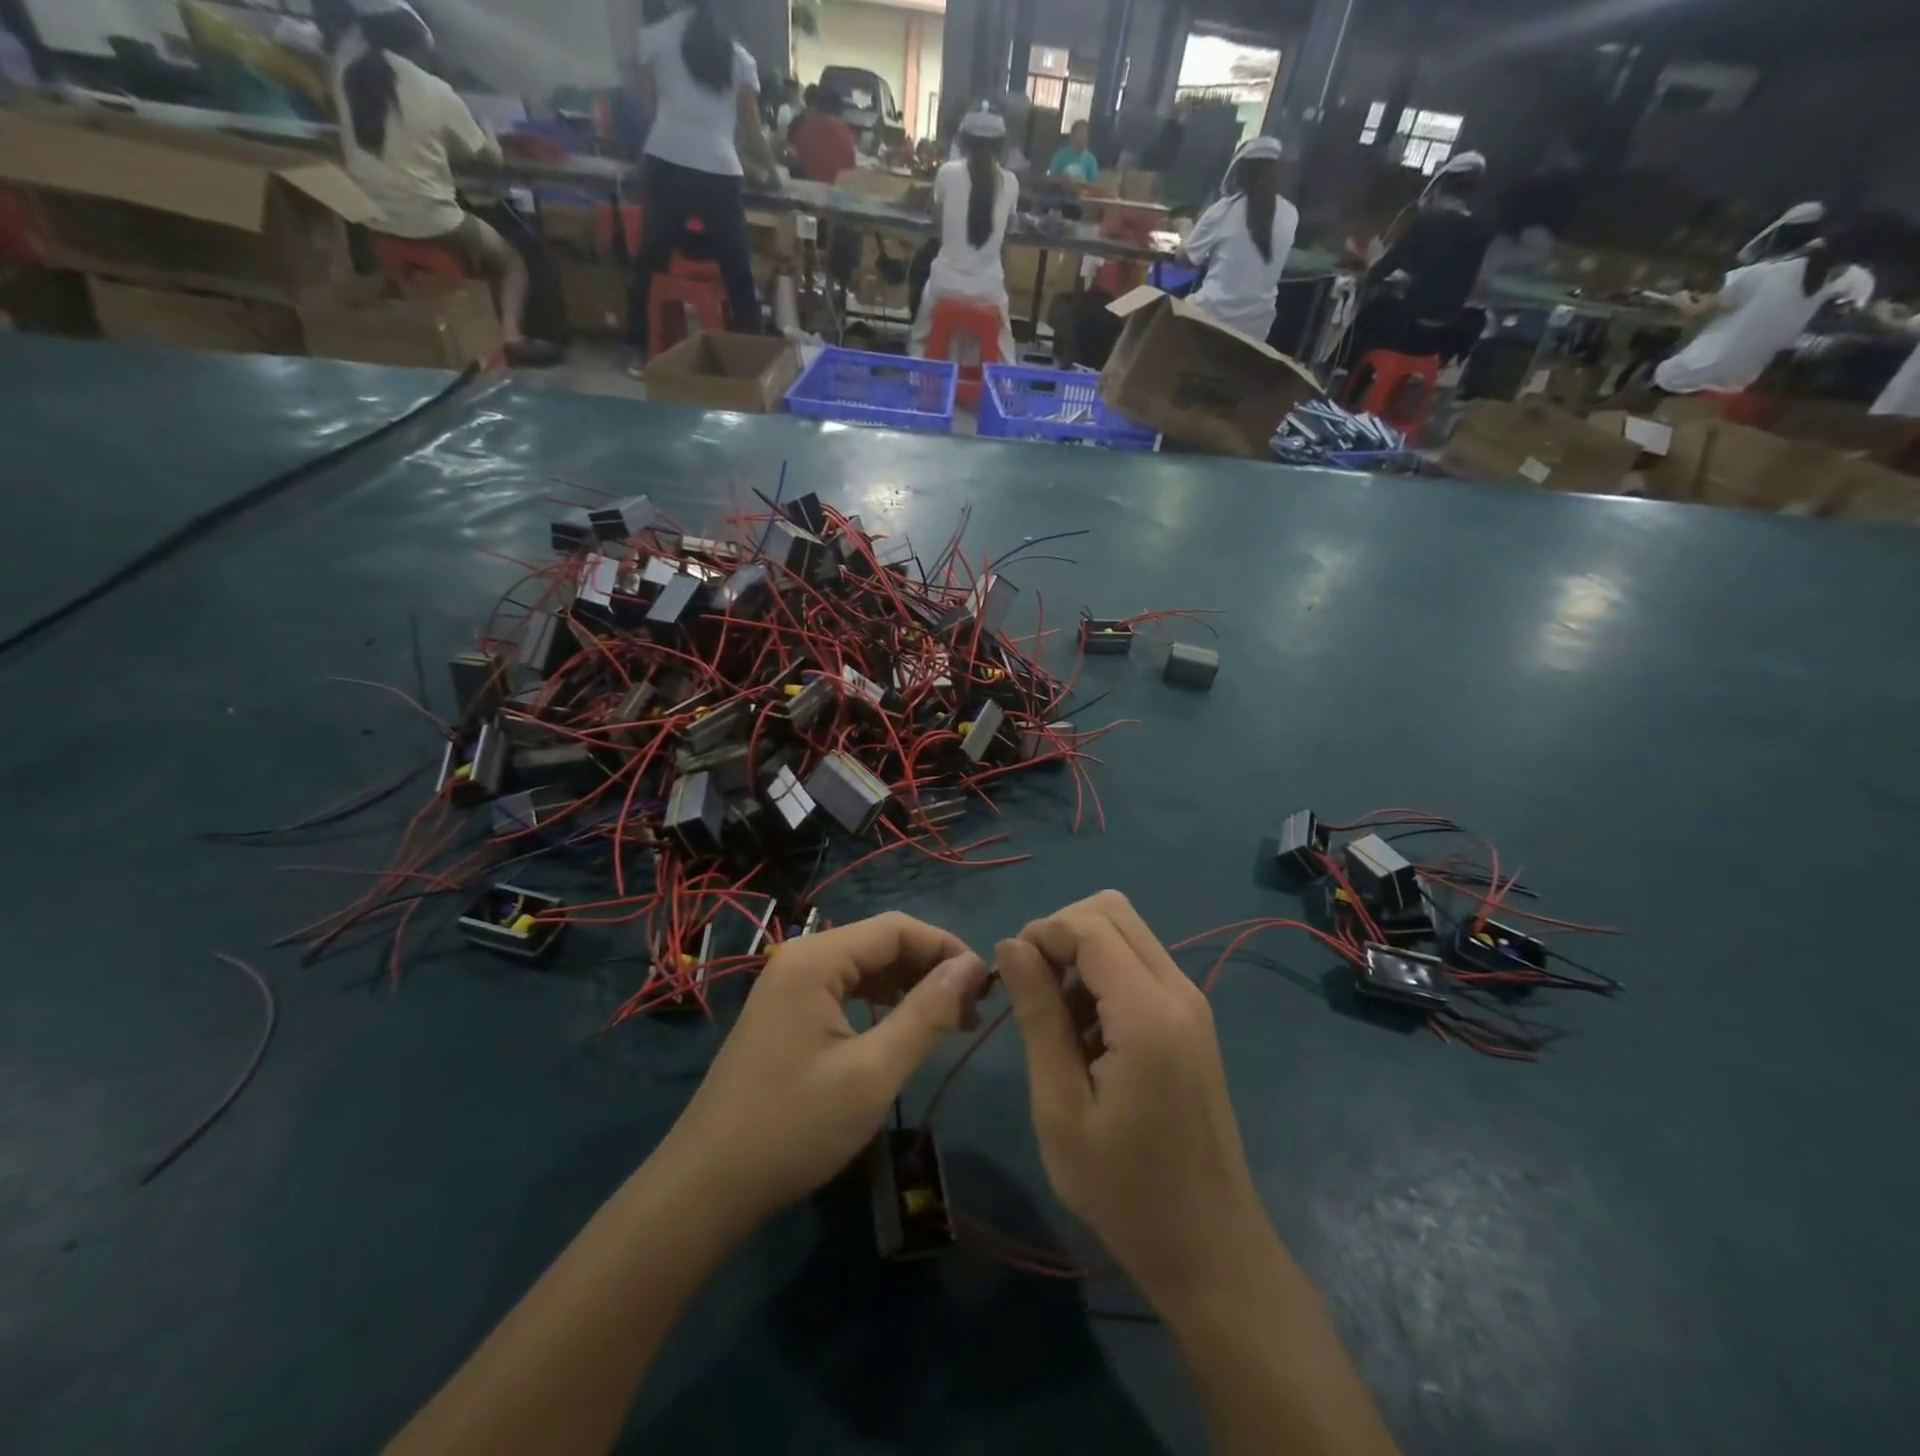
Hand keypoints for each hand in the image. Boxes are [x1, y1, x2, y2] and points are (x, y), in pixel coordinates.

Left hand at [666, 913, 987, 1228]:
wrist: (706, 1187)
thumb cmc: (794, 1127)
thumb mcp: (873, 1073)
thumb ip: (926, 1013)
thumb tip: (973, 967)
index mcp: (816, 959)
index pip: (898, 928)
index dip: (947, 949)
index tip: (986, 987)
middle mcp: (801, 957)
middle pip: (881, 943)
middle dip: (931, 969)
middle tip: (971, 1012)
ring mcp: (789, 985)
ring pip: (865, 967)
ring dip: (909, 986)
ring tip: (949, 1022)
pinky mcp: (786, 1013)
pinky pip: (845, 990)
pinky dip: (881, 1004)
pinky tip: (902, 1031)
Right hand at [996, 892, 1276, 1309]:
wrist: (1211, 1249)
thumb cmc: (1125, 1190)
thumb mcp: (1061, 1108)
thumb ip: (1038, 1016)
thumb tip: (1010, 945)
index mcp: (1148, 1012)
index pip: (1089, 925)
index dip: (1041, 934)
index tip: (1011, 978)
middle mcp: (1178, 990)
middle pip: (1111, 911)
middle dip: (1062, 933)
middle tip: (1033, 992)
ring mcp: (1190, 1002)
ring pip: (1126, 932)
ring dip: (1082, 955)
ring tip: (1059, 1024)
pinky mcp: (1190, 1019)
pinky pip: (1139, 964)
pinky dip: (1103, 975)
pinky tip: (1089, 1037)